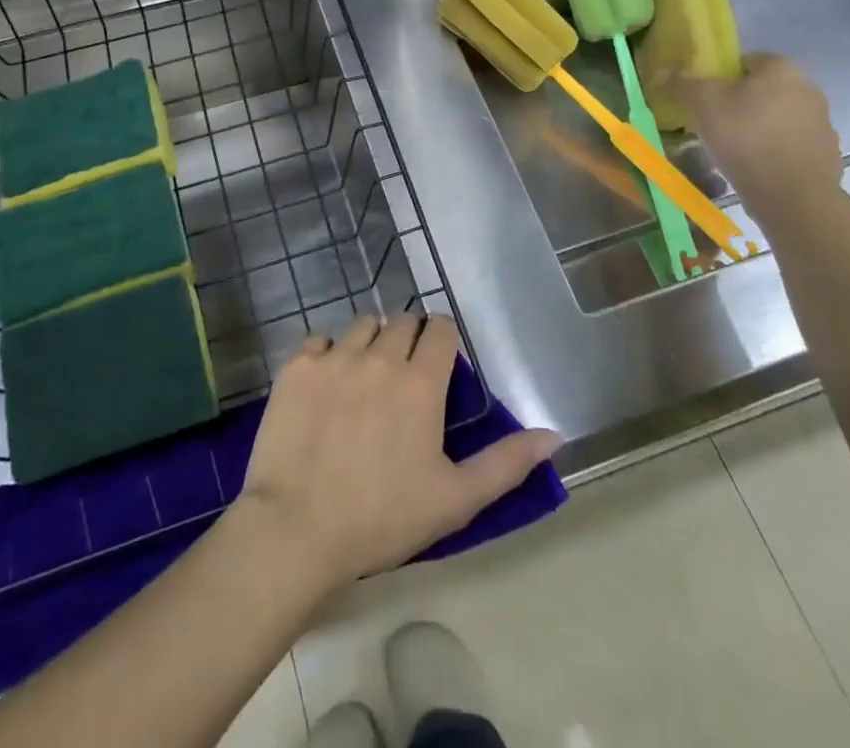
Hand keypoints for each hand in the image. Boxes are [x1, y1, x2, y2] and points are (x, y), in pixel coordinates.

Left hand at [234, 315, 559, 590]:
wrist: (296, 529)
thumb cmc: (382, 518)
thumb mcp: (455, 499)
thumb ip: (506, 462)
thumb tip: (553, 435)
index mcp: (420, 382)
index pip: (441, 328)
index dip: (443, 341)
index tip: (440, 365)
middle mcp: (380, 357)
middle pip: (402, 321)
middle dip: (409, 340)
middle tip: (404, 378)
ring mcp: (335, 358)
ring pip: (362, 326)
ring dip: (370, 342)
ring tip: (365, 379)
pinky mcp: (297, 366)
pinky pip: (319, 340)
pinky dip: (327, 355)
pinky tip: (325, 387)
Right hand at [664, 53, 841, 218]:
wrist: (792, 196)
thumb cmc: (745, 137)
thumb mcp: (703, 104)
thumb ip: (682, 83)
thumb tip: (661, 72)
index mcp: (782, 68)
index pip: (745, 61)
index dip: (720, 77)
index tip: (704, 99)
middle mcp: (809, 89)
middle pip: (763, 90)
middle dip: (739, 103)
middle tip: (713, 123)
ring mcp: (822, 124)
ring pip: (777, 118)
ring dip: (758, 128)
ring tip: (731, 150)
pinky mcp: (826, 156)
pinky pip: (790, 146)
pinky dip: (773, 152)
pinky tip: (754, 168)